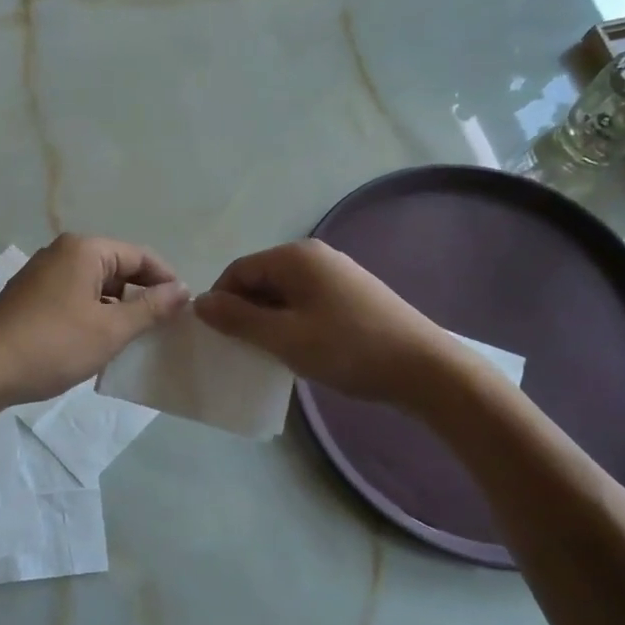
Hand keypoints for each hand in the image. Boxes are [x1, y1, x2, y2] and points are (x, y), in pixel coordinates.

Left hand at [0, 234, 189, 408]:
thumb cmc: (52, 346)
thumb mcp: (110, 330)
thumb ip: (150, 308)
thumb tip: (182, 290)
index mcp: (84, 250)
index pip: (141, 256)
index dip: (166, 282)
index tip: (184, 312)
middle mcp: (63, 252)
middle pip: (118, 269)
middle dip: (142, 297)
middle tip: (163, 331)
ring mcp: (43, 274)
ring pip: (96, 286)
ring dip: (117, 310)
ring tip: (135, 341)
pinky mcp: (31, 297)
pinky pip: (75, 298)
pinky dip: (93, 316)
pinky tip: (100, 344)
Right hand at [194, 239, 450, 404]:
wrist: (425, 369)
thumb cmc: (348, 349)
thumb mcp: (284, 337)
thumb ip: (238, 319)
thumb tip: (199, 302)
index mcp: (295, 256)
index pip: (238, 271)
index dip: (221, 302)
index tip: (219, 338)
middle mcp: (315, 256)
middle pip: (261, 279)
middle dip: (245, 313)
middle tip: (244, 350)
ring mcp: (337, 274)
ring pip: (284, 294)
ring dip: (270, 321)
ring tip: (272, 354)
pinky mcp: (353, 295)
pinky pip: (306, 303)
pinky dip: (293, 323)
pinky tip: (301, 350)